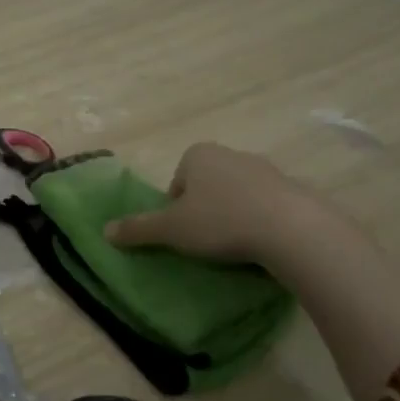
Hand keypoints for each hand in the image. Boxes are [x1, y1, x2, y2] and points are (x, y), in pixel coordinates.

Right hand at [102, 142, 337, 270]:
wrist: (292, 230)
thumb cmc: (221, 222)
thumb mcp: (171, 229)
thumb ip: (138, 228)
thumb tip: (105, 231)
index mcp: (198, 154)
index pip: (177, 182)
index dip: (176, 209)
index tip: (185, 232)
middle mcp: (231, 154)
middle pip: (207, 186)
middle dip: (205, 210)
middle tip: (207, 241)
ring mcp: (266, 169)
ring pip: (238, 195)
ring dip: (234, 215)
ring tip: (237, 246)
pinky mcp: (294, 189)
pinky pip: (268, 206)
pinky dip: (262, 222)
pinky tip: (264, 245)